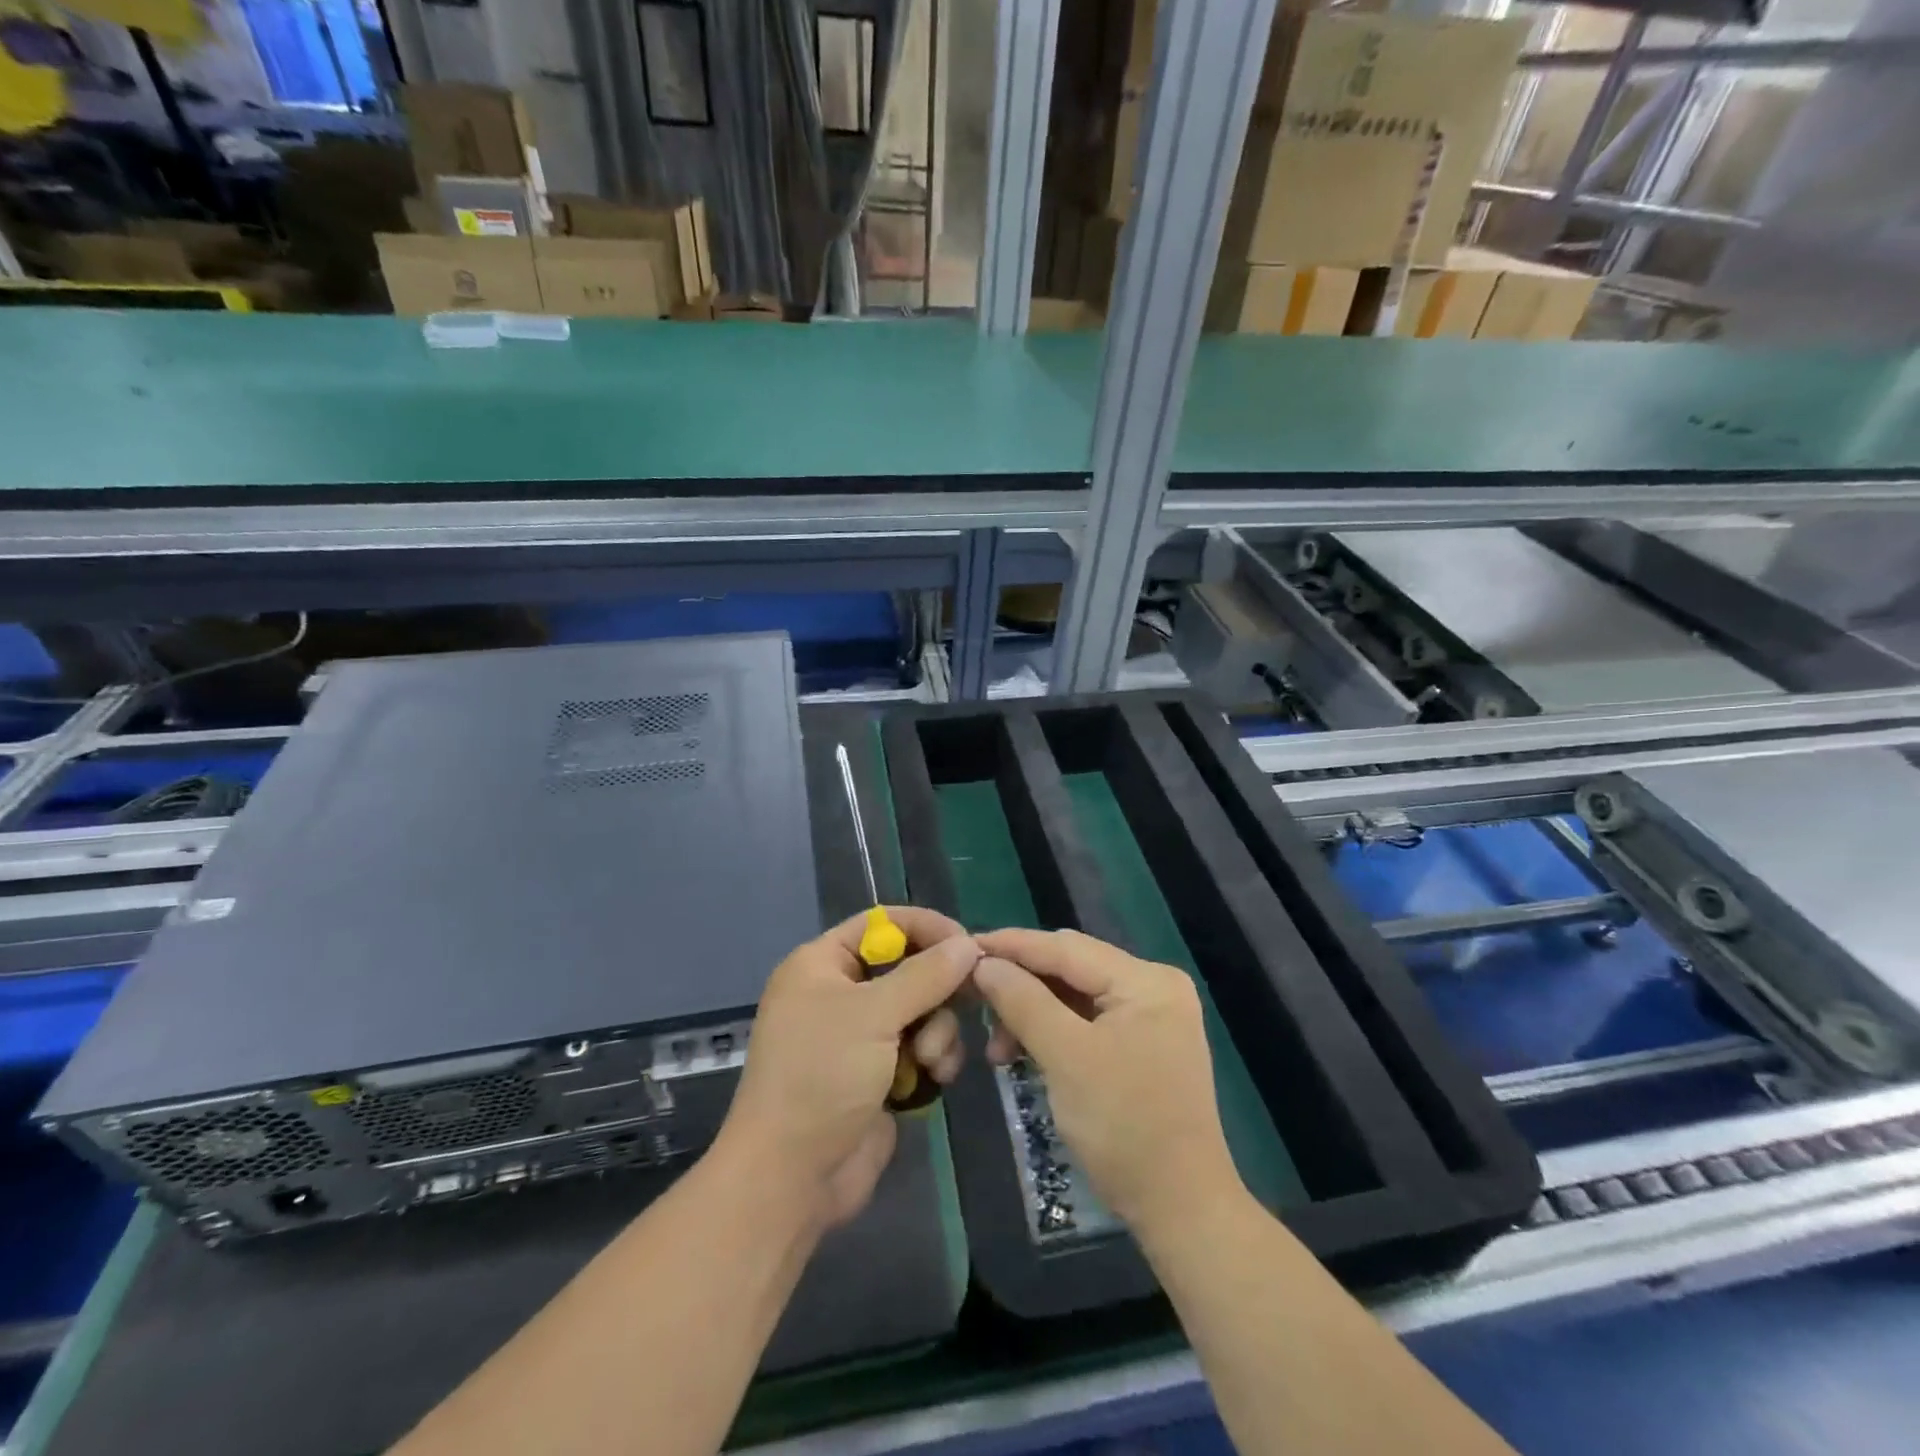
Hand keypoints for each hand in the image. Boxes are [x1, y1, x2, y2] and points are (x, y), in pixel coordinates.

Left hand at [717, 907, 979, 1228]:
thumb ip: (926, 975)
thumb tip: (969, 944)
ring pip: (922, 1009)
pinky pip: (921, 1047)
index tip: (967, 944)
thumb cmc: (821, 1077)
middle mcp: (840, 993)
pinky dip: (933, 1058)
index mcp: (822, 964)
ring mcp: (860, 1036)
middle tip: (968, 999)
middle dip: (937, 989)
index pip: (881, 924)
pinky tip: (934, 1079)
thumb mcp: (873, 1015)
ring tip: (929, 1061)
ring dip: (936, 1031)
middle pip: (908, 967)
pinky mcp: (879, 1073)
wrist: (791, 1179)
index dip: (926, 927)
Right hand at [974, 929, 1239, 1234]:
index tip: (965, 947)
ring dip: (1032, 1012)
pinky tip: (1022, 1051)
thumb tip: (984, 964)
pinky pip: (1087, 1020)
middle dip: (1021, 982)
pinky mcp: (1143, 1043)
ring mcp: (1151, 1015)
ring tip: (997, 1045)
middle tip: (974, 996)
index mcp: (1146, 980)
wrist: (1181, 1209)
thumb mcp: (1066, 1058)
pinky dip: (1053, 1031)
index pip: (1066, 948)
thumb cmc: (1124, 1127)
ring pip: (1075, 995)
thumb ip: (1023, 1001)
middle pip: (1072, 968)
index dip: (1012, 946)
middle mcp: (1154, 986)